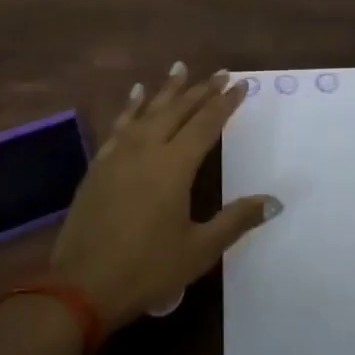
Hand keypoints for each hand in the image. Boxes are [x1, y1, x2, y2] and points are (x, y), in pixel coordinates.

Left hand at [48, 62, 280, 329]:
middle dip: (201, 90)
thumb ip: (236, 221)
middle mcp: (147, 149)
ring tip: (179, 67)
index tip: (240, 84)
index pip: (206, 124)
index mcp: (175, 166)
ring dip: (167, 89)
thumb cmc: (146, 269)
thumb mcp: (199, 250)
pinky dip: (131, 106)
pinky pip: (120, 125)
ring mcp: (119, 155)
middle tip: (219, 73)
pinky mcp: (99, 165)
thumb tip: (274, 201)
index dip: (225, 103)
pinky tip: (136, 95)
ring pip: (148, 110)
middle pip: (178, 110)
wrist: (79, 287)